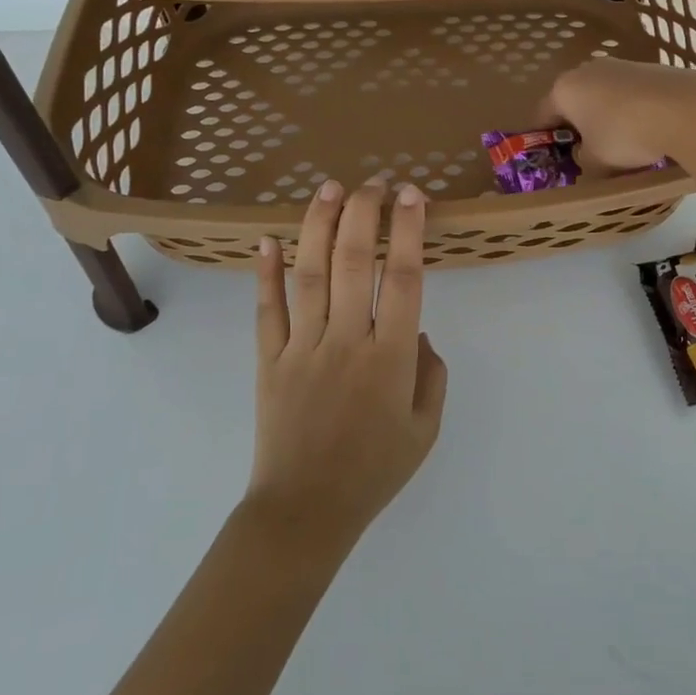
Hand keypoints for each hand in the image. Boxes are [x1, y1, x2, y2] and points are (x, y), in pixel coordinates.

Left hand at [248, 178, 446, 552]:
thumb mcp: (425, 429)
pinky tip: (266, 241)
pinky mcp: (269, 361)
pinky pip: (267, 310)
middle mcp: (346, 341)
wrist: (305, 512)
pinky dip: (265, 274)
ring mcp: (302, 348)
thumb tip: (417, 332)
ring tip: (329, 188)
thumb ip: (431, 374)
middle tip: (373, 182)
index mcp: (390, 358)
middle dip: (364, 213)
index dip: (408, 231)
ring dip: (319, 226)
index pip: (403, 278)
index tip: (412, 196)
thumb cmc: (374, 471)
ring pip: (310, 275)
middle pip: (354, 262)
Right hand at [539, 58, 695, 171]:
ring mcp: (621, 65)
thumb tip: (586, 157)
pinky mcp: (650, 68)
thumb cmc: (625, 135)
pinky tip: (646, 131)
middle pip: (574, 102)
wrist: (685, 108)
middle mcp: (587, 70)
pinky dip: (631, 111)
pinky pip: (630, 95)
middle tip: (586, 153)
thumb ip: (583, 162)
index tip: (551, 158)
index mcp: (564, 89)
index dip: (544, 139)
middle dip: (577, 126)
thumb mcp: (596, 162)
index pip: (542, 115)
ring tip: (620, 145)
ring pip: (603, 96)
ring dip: (605, 118)